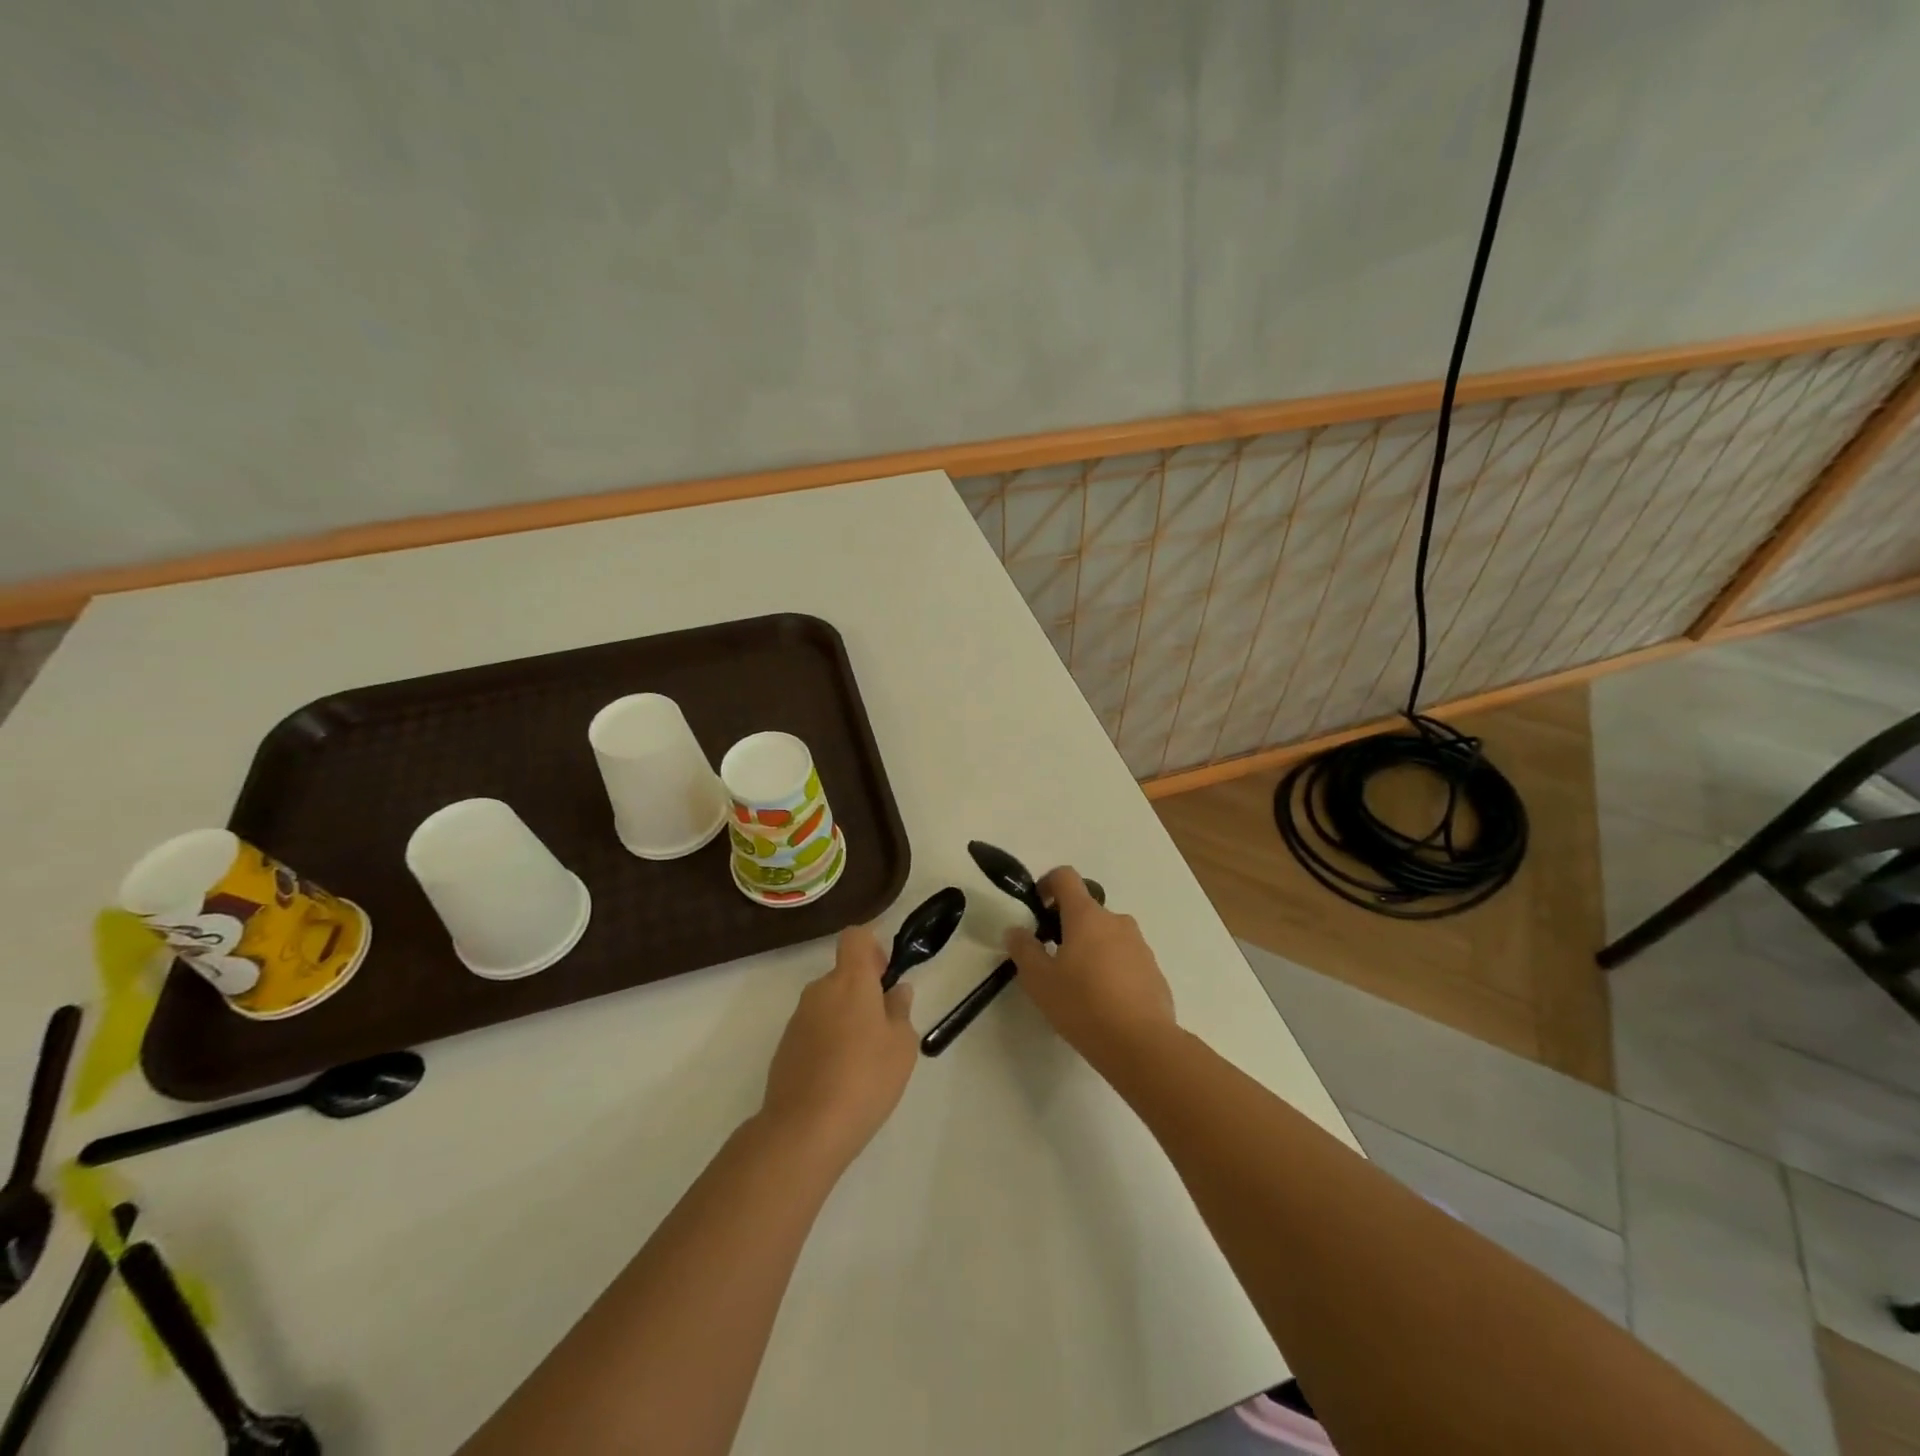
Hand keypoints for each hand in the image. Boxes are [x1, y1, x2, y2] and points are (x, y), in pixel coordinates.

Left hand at [761, 926, 917, 1168]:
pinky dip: (828, 1041)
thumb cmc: (865, 1079)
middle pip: (843, 974)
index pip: (856, 937)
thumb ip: (900, 1011)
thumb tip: (896, 991)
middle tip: (885, 1028)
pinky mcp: (785, 1047)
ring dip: (846, 1019)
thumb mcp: (902, 1045)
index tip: (885, 976)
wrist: (804, 1129)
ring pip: (828, 1003)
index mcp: (850, 980)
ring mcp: (798, 1019)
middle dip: (864, 991)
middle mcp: (819, 990)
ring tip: (864, 1060)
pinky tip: (840, 1078)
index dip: (873, 947)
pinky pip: (814, 1030)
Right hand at [1006, 867, 1175, 1071]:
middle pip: (1087, 910)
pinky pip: (1126, 959)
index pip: (1066, 877)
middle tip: (1052, 959)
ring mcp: (1139, 945)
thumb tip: (1016, 930)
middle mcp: (1116, 921)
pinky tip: (1104, 1003)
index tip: (1037, 908)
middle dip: (1068, 927)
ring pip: (1107, 936)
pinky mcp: (1154, 971)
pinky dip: (1112, 970)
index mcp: (1086, 916)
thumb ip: (1024, 949)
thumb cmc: (1082, 1005)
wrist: (1141, 1044)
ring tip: (1079, 986)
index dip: (1047, 884)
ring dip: (1091, 949)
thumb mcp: (1039, 980)